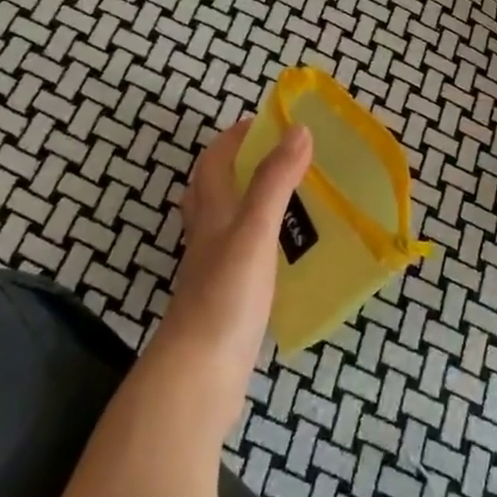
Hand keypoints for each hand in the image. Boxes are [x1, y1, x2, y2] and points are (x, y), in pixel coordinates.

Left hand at [145, 118, 311, 438]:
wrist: (198, 375)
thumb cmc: (226, 296)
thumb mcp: (254, 231)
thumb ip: (275, 181)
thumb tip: (298, 129)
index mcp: (212, 214)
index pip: (214, 163)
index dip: (234, 138)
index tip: (267, 121)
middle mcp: (208, 237)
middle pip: (212, 190)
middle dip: (238, 165)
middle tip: (280, 156)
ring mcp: (214, 270)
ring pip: (227, 223)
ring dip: (250, 201)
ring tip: (290, 197)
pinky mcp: (227, 299)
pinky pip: (243, 255)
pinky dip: (261, 240)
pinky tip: (285, 252)